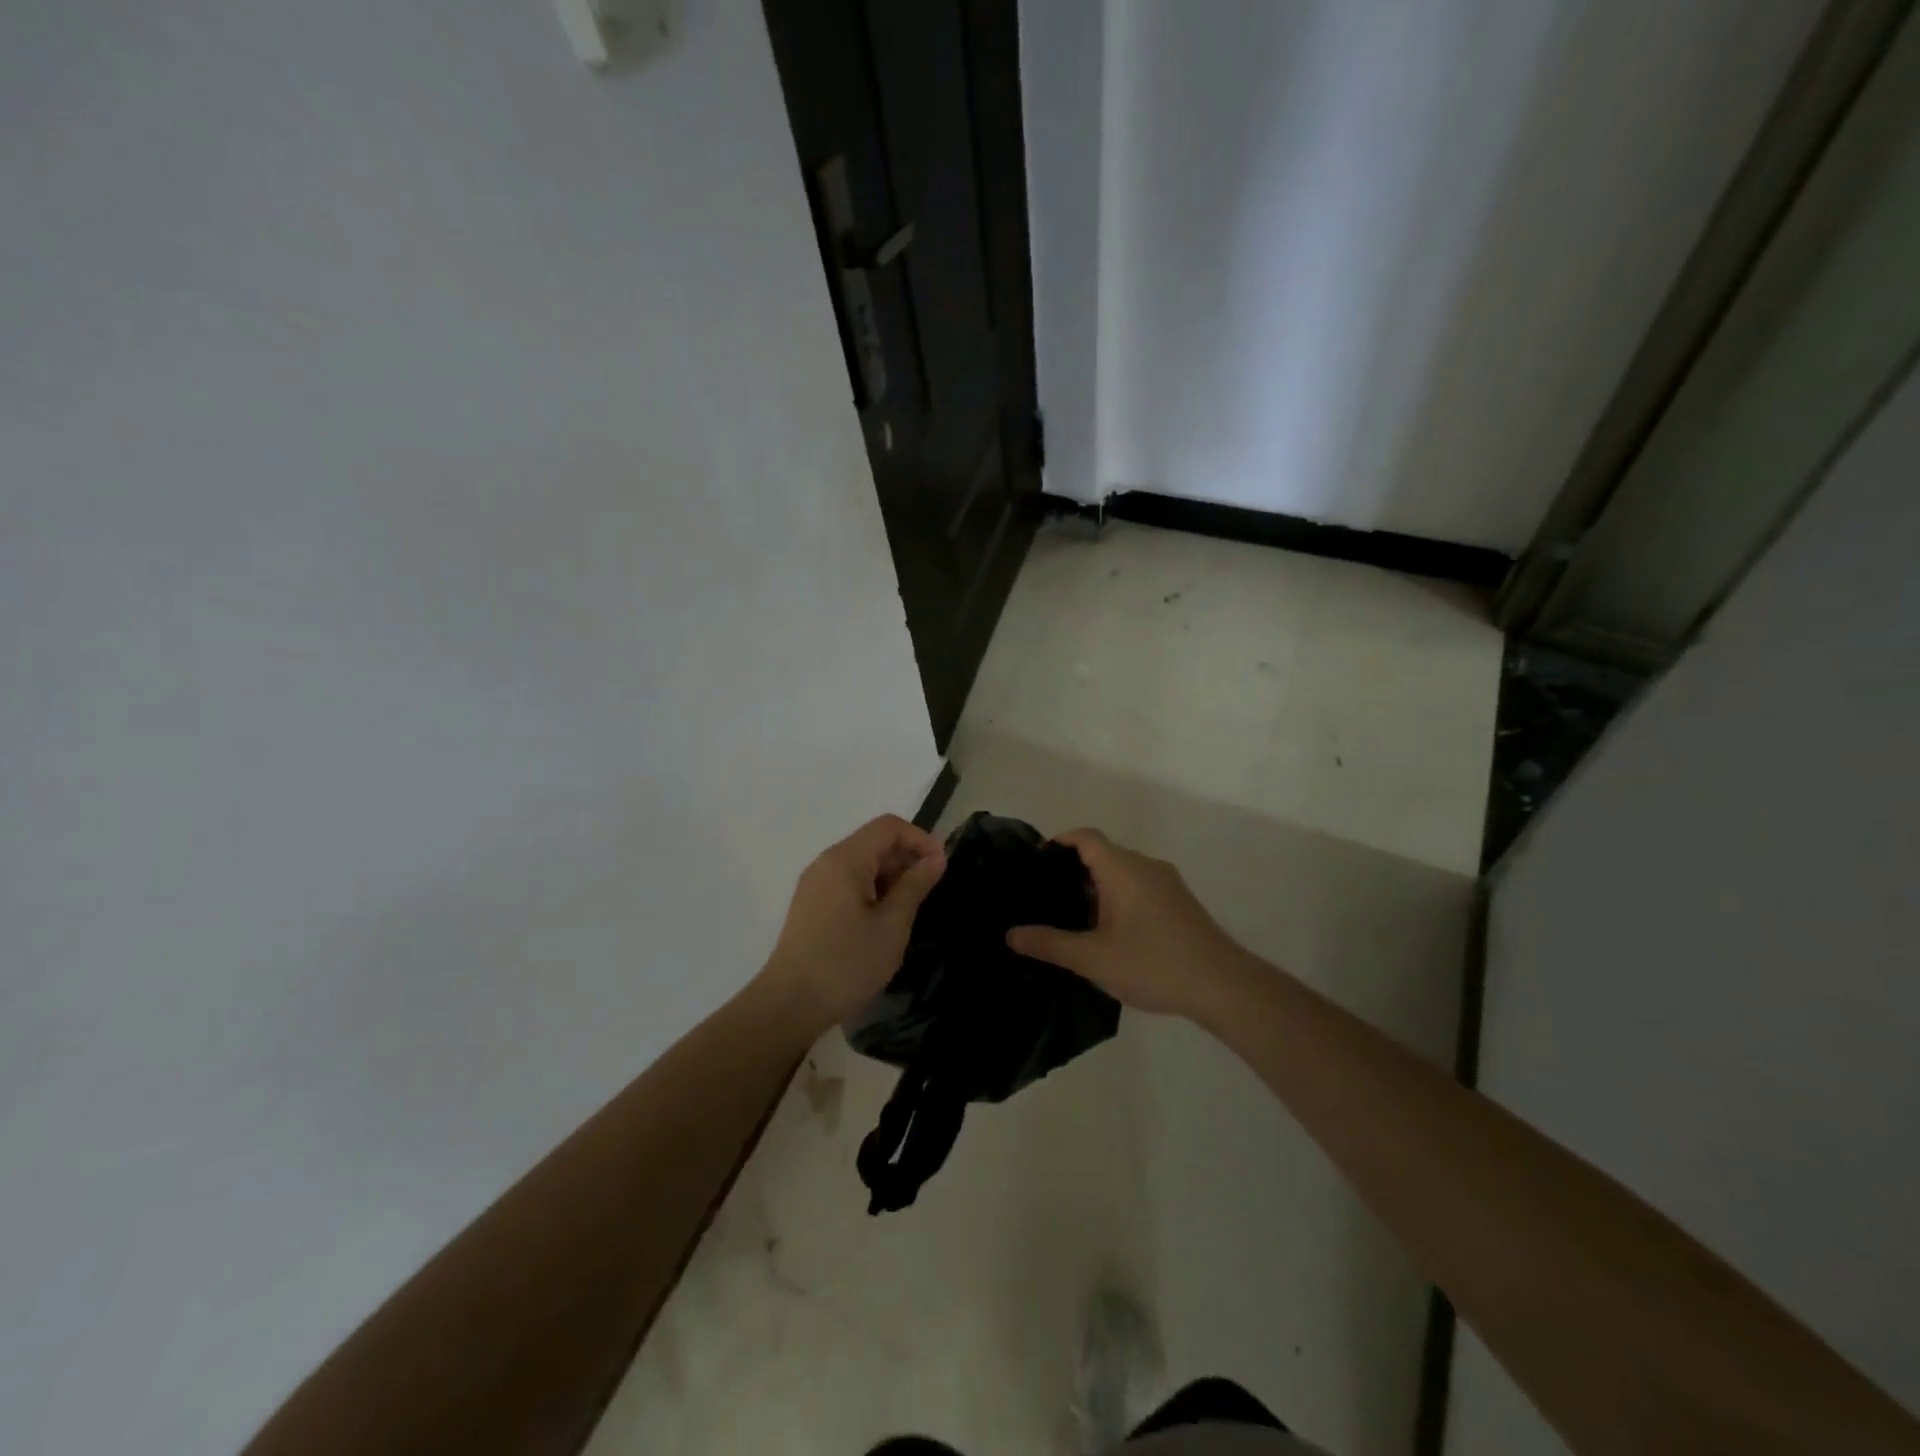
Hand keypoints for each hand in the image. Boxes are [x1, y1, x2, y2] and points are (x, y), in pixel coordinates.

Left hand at [759, 814, 946, 1030]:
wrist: (789, 1005)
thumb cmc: (846, 964)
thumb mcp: (891, 925)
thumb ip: (914, 886)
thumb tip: (936, 859)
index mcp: (845, 859)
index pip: (888, 827)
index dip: (920, 839)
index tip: (941, 867)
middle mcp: (827, 863)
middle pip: (874, 842)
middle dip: (906, 858)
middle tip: (929, 892)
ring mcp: (816, 884)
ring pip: (862, 864)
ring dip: (891, 877)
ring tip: (910, 910)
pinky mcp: (812, 905)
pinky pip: (848, 883)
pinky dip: (872, 891)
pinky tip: (884, 921)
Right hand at [1007, 828, 1249, 1017]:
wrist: (1223, 986)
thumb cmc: (1153, 963)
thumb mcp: (1093, 958)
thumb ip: (1050, 943)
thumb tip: (1011, 935)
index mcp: (1122, 868)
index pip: (1085, 837)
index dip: (1058, 842)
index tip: (1035, 864)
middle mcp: (1145, 866)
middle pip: (1102, 853)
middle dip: (1072, 870)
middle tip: (1045, 897)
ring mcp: (1166, 883)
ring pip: (1122, 872)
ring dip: (1096, 887)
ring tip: (1071, 917)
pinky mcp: (1179, 902)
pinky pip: (1139, 887)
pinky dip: (1117, 897)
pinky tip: (1108, 932)